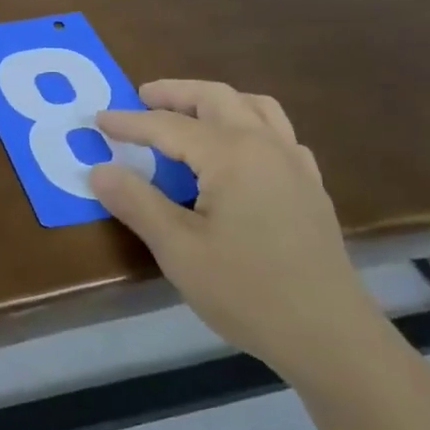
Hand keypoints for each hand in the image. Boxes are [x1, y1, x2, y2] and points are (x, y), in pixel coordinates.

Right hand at [90, 80, 382, 378]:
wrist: (331, 337)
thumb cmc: (248, 291)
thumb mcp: (178, 250)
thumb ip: (136, 202)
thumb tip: (98, 169)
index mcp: (231, 154)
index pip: (169, 125)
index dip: (130, 122)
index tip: (98, 119)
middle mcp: (266, 145)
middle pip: (216, 98)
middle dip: (176, 92)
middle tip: (142, 96)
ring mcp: (295, 164)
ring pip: (255, 107)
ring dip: (216, 101)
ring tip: (189, 113)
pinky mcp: (310, 188)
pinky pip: (279, 134)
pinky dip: (251, 125)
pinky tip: (239, 153)